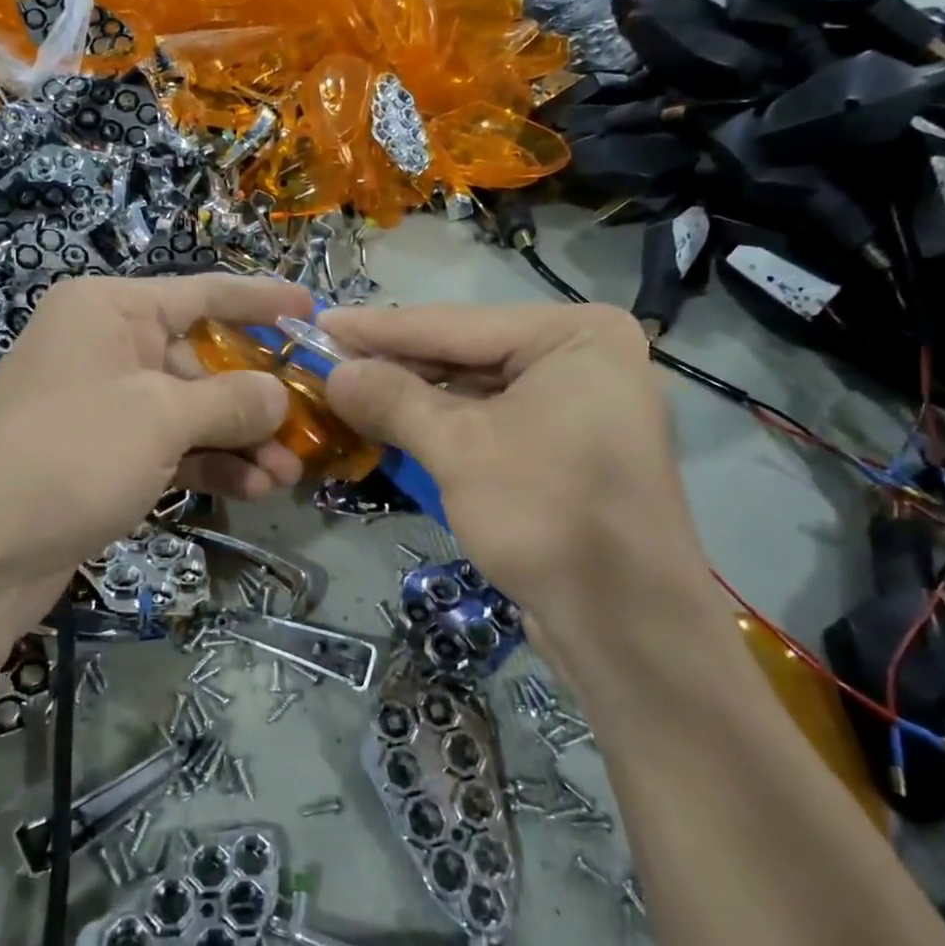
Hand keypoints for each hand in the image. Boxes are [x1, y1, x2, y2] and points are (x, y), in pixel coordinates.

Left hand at [0, 274, 310, 610]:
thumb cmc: (70, 454)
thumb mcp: (161, 417)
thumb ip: (231, 399)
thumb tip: (279, 393)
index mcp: (110, 310)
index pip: (202, 292)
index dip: (261, 302)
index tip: (312, 312)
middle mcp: (105, 347)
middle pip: (200, 360)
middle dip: (256, 399)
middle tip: (309, 429)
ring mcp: (101, 405)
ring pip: (189, 411)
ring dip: (240, 441)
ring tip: (287, 475)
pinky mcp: (100, 457)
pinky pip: (168, 448)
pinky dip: (208, 465)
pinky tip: (250, 490)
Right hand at [322, 303, 707, 624]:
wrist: (625, 624)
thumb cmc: (547, 516)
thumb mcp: (459, 449)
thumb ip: (393, 400)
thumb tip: (334, 372)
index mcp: (575, 335)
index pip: (456, 323)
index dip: (380, 327)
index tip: (319, 321)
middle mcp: (582, 357)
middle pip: (466, 353)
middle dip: (394, 364)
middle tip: (324, 359)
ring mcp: (577, 403)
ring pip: (474, 389)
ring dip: (412, 397)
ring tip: (346, 389)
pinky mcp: (564, 446)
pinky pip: (490, 420)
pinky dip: (441, 425)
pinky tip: (391, 422)